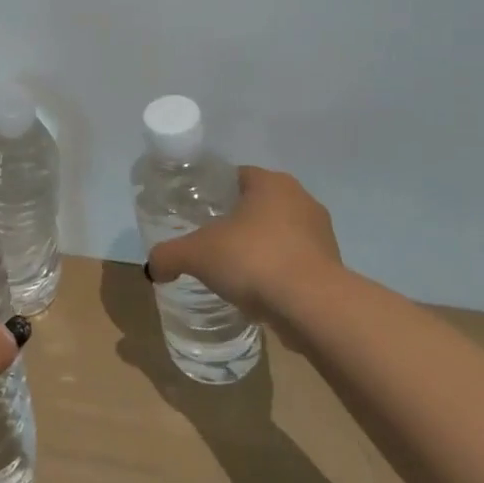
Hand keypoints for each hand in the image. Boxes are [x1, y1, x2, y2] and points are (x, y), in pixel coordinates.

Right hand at [144, 166, 344, 317]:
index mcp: (271, 183)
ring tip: (233, 270)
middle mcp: (301, 199)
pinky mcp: (331, 267)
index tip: (198, 211)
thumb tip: (152, 267)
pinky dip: (277, 272)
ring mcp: (321, 234)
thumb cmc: (253, 259)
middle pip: (259, 204)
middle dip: (237, 220)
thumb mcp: (197, 254)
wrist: (313, 307)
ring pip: (280, 233)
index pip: (237, 176)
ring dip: (259, 247)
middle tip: (210, 240)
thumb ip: (170, 255)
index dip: (215, 191)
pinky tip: (258, 292)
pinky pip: (295, 262)